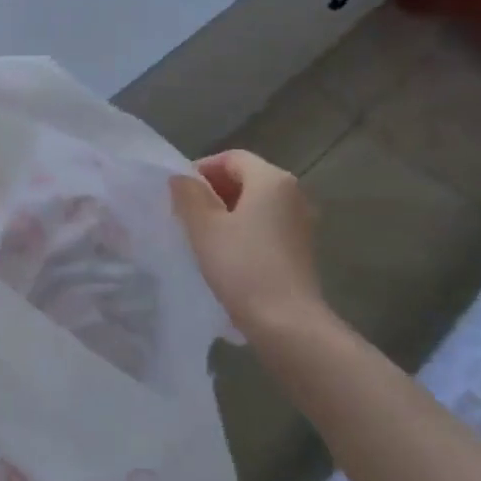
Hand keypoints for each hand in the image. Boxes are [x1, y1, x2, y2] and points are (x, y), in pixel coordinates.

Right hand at [171, 150, 329, 340]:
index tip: (179, 193)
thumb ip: (188, 195)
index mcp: (272, 180)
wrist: (287, 323)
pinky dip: (244, 229)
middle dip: (213, 191)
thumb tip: (181, 179)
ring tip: (201, 235)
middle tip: (185, 213)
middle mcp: (293, 193)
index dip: (202, 169)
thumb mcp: (204, 226)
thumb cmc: (242, 266)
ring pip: (256, 203)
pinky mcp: (301, 248)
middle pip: (246, 178)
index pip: (231, 158)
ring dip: (227, 212)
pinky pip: (266, 225)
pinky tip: (226, 253)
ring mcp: (301, 222)